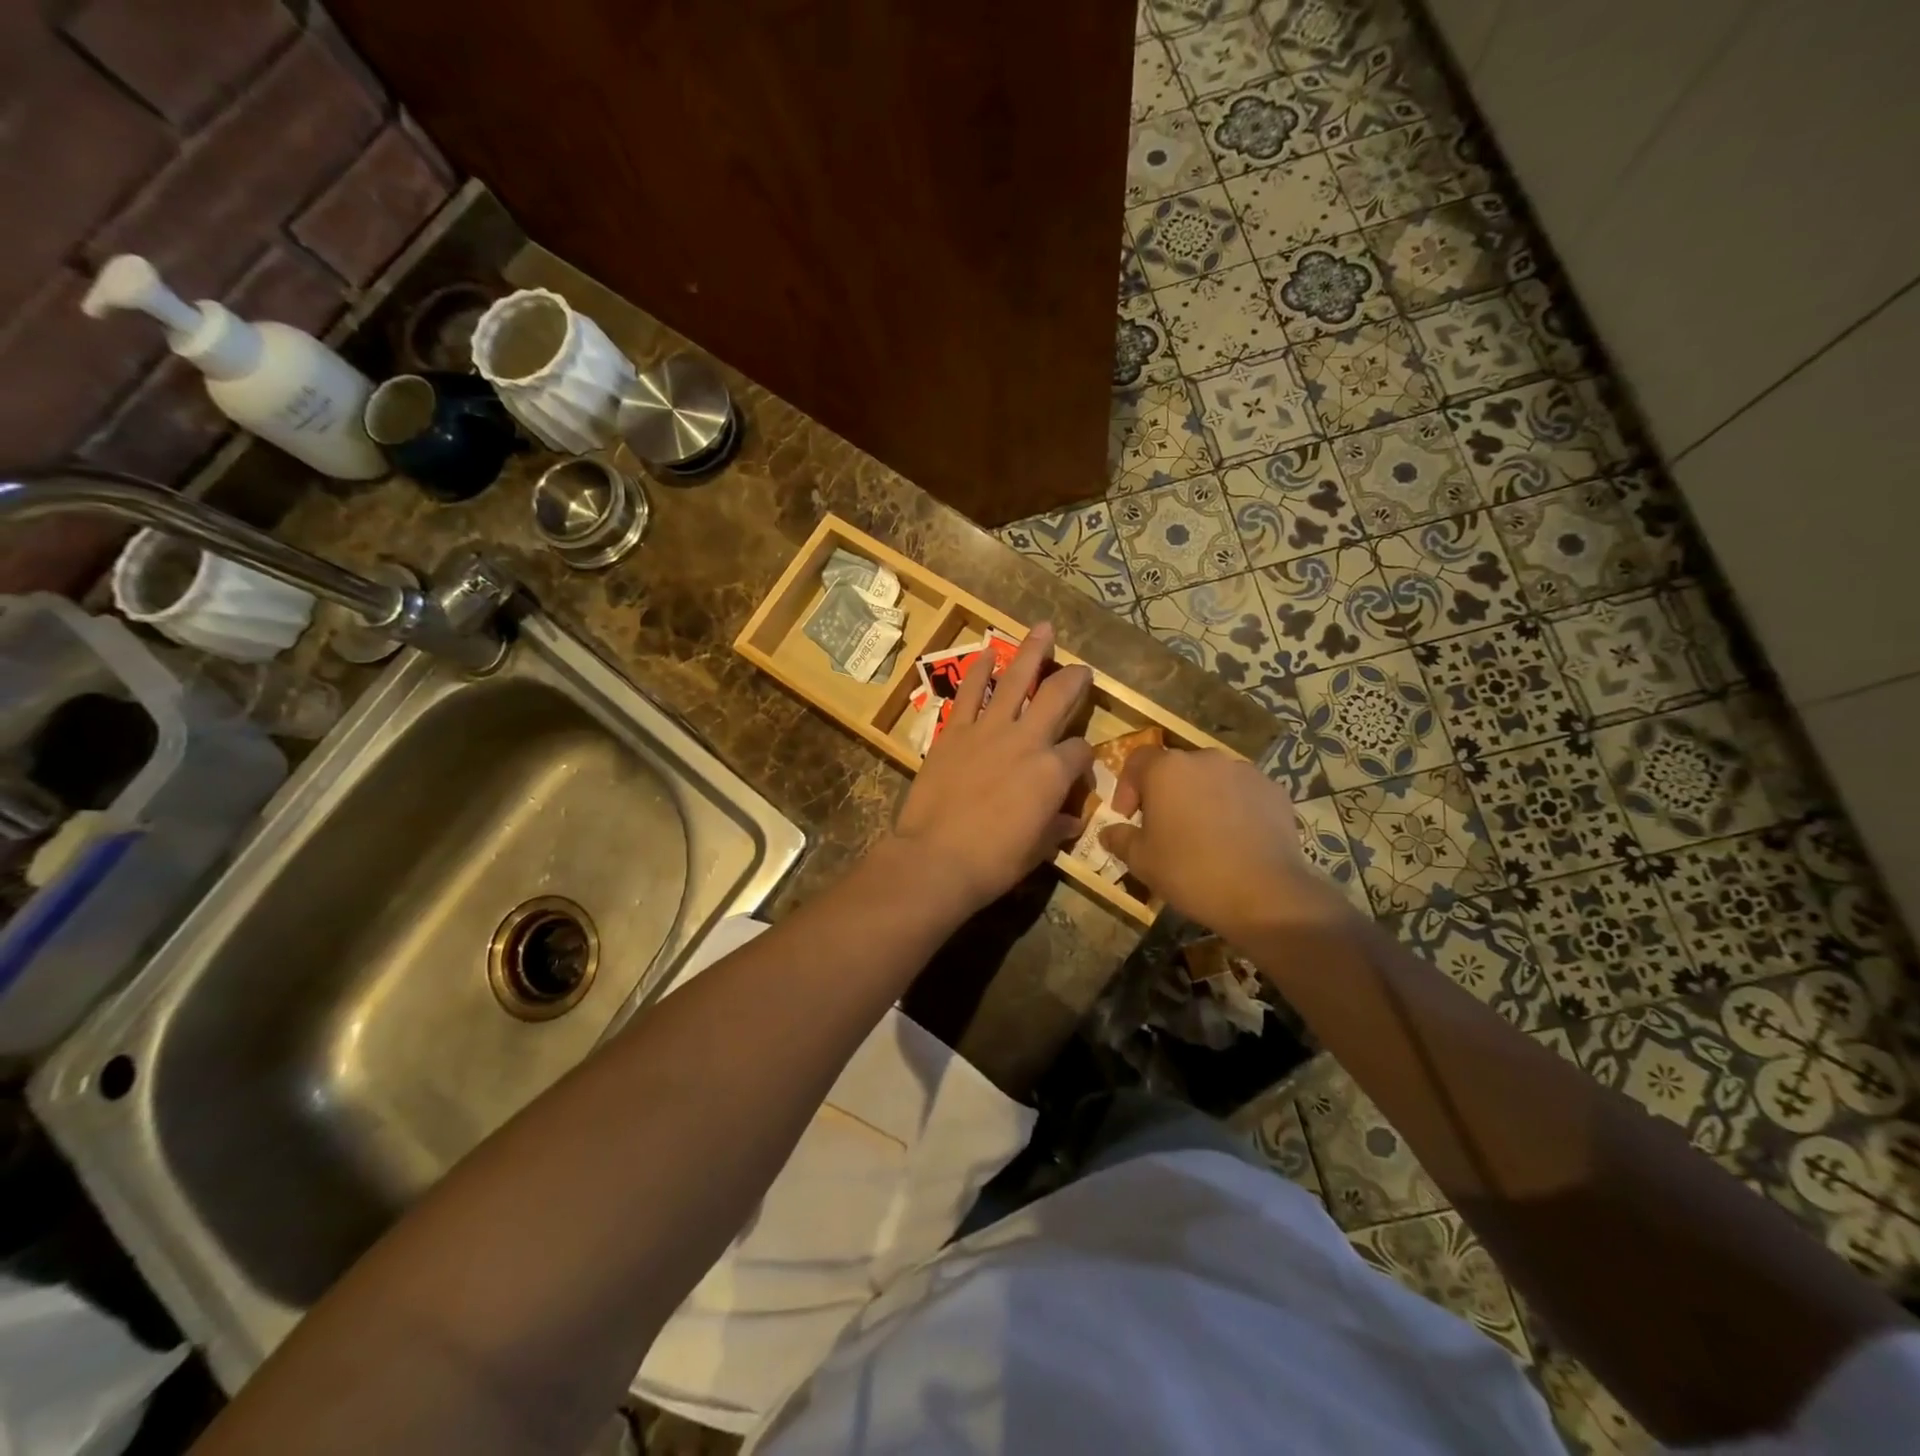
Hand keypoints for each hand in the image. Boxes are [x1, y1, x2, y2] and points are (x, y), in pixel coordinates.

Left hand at [890, 623, 1093, 915]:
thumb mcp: (1038, 850)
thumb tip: (1071, 819)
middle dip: (1074, 679)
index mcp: (1052, 773)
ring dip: (1031, 652)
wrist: (936, 858)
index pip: (1081, 751)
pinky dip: (978, 671)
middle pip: (1058, 696)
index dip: (1085, 758)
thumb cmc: (993, 862)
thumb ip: (1057, 827)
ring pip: (1015, 680)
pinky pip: (969, 693)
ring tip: (1042, 629)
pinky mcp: (954, 731)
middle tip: (1081, 668)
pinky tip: (986, 653)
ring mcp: (988, 730)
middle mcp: (1026, 740)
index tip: (1079, 767)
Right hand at [1099, 747, 1344, 941]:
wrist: (1264, 893)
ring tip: (1203, 832)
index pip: (1137, 760)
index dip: (1127, 786)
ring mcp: (1243, 771)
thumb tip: (1108, 832)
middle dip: (1166, 791)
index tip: (1128, 816)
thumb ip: (1120, 839)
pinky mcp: (1274, 789)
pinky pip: (1243, 791)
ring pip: (1211, 778)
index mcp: (1166, 769)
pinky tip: (1235, 838)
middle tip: (1165, 826)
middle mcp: (1205, 758)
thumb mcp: (1141, 861)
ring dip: (1201, 797)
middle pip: (1176, 767)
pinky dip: (1234, 806)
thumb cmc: (1190, 871)